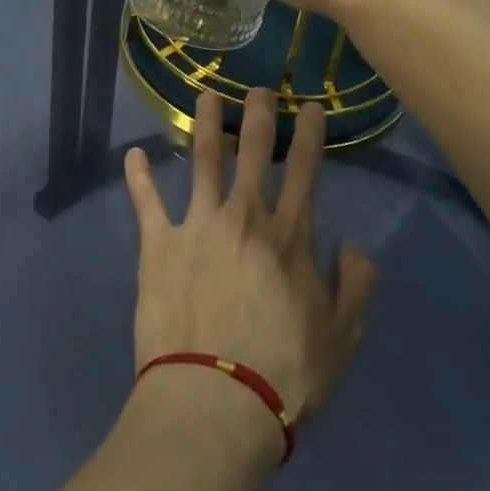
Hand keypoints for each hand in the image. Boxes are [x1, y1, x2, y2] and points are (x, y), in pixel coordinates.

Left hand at [124, 88, 377, 427]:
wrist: (215, 401)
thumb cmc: (285, 374)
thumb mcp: (344, 337)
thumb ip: (356, 284)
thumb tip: (351, 244)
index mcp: (289, 236)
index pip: (305, 171)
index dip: (310, 134)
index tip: (311, 107)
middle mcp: (244, 217)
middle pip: (253, 152)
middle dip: (259, 114)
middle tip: (258, 88)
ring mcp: (197, 225)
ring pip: (202, 160)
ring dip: (205, 124)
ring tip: (205, 96)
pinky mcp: (158, 244)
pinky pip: (146, 202)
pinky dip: (138, 177)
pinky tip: (134, 155)